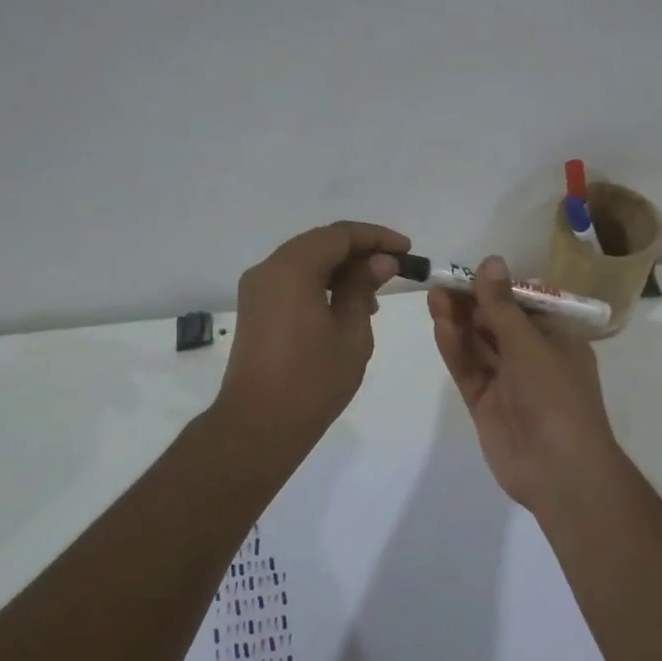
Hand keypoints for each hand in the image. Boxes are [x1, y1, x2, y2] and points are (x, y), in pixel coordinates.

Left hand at [216, 221, 409, 451]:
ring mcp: (257, 290)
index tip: (406, 250)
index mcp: (291, 269)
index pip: (339, 234)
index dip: (376, 237)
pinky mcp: (255, 309)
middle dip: (359, 251)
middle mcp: (268, 270)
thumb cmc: (312, 381)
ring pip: (305, 262)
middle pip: (319, 243)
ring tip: (373, 296)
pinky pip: (292, 282)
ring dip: (340, 269)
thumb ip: (363, 288)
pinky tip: (345, 308)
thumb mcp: (351, 332)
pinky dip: (320, 284)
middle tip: (394, 269)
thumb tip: (380, 261)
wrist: (259, 425)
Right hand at [428, 255, 623, 511]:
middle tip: (442, 282)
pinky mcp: (485, 404)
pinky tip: (440, 326)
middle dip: (472, 303)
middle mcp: (533, 358)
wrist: (559, 469)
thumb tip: (490, 261)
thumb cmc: (556, 396)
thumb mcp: (530, 343)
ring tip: (433, 296)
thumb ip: (503, 305)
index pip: (525, 306)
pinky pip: (469, 370)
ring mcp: (508, 382)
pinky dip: (456, 349)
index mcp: (558, 340)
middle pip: (497, 324)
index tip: (470, 272)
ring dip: (459, 322)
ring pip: (479, 345)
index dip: (497, 289)